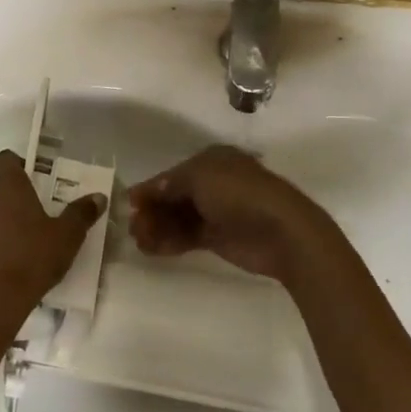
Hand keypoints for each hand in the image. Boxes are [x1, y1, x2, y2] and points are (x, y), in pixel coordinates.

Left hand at [0, 149, 106, 337]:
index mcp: (7, 188)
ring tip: (28, 238)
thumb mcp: (67, 236)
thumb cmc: (32, 259)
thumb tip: (98, 197)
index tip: (37, 177)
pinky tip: (12, 260)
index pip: (5, 159)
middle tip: (41, 211)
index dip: (19, 163)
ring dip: (4, 219)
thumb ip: (82, 213)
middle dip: (17, 195)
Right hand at [128, 146, 345, 284]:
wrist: (281, 231)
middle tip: (133, 227)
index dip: (151, 187)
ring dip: (158, 228)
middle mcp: (213, 183)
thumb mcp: (200, 177)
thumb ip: (171, 183)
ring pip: (179, 218)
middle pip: (174, 197)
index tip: (129, 203)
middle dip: (153, 210)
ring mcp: (217, 212)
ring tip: (139, 241)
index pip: (173, 173)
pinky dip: (170, 242)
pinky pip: (188, 237)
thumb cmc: (240, 193)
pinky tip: (152, 250)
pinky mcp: (219, 238)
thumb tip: (149, 190)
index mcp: (212, 161)